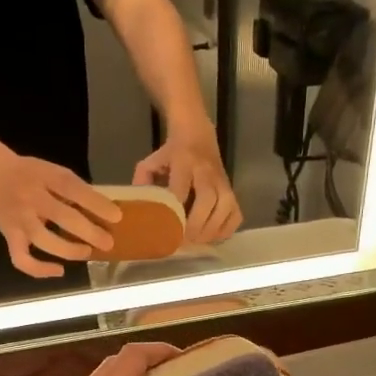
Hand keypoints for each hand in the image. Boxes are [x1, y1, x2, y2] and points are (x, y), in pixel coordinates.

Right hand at [0, 151, 120, 277]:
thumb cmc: (29, 174)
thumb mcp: (52, 171)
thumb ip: (73, 189)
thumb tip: (103, 211)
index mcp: (45, 176)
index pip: (73, 189)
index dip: (97, 204)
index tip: (117, 217)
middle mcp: (30, 198)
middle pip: (62, 217)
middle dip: (89, 232)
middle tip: (108, 242)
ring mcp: (18, 219)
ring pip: (44, 240)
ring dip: (69, 250)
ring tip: (86, 252)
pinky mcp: (9, 236)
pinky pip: (22, 259)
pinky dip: (40, 269)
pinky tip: (59, 271)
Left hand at [133, 119, 241, 242]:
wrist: (197, 134)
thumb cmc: (170, 153)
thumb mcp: (151, 162)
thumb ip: (142, 183)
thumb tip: (139, 211)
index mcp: (183, 162)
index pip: (181, 187)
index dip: (176, 209)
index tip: (168, 228)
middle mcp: (206, 171)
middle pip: (208, 199)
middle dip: (196, 223)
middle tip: (184, 241)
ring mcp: (222, 181)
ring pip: (225, 207)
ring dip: (211, 229)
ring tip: (197, 242)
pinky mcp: (233, 190)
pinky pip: (235, 213)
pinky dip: (226, 229)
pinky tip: (213, 237)